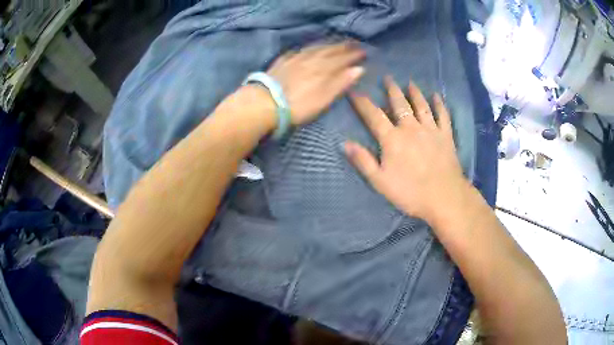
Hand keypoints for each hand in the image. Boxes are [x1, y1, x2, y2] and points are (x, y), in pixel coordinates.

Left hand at [266, 42, 364, 124]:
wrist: (265, 103)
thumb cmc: (298, 105)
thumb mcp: (324, 98)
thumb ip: (341, 82)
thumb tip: (359, 69)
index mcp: (323, 68)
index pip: (342, 58)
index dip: (354, 55)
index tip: (364, 51)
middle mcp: (311, 59)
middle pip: (329, 50)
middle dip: (342, 46)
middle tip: (352, 43)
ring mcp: (295, 59)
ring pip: (314, 48)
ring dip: (326, 44)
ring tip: (334, 43)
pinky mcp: (282, 62)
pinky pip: (298, 51)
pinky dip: (306, 49)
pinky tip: (306, 49)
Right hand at [344, 76, 469, 223]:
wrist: (443, 197)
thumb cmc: (410, 192)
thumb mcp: (380, 181)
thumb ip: (363, 161)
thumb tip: (345, 143)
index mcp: (392, 139)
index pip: (374, 115)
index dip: (363, 102)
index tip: (354, 91)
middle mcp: (410, 128)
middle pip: (399, 104)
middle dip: (391, 90)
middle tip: (387, 77)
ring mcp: (430, 130)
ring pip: (421, 105)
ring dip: (415, 92)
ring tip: (410, 83)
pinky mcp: (446, 136)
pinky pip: (443, 115)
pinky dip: (440, 104)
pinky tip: (437, 96)